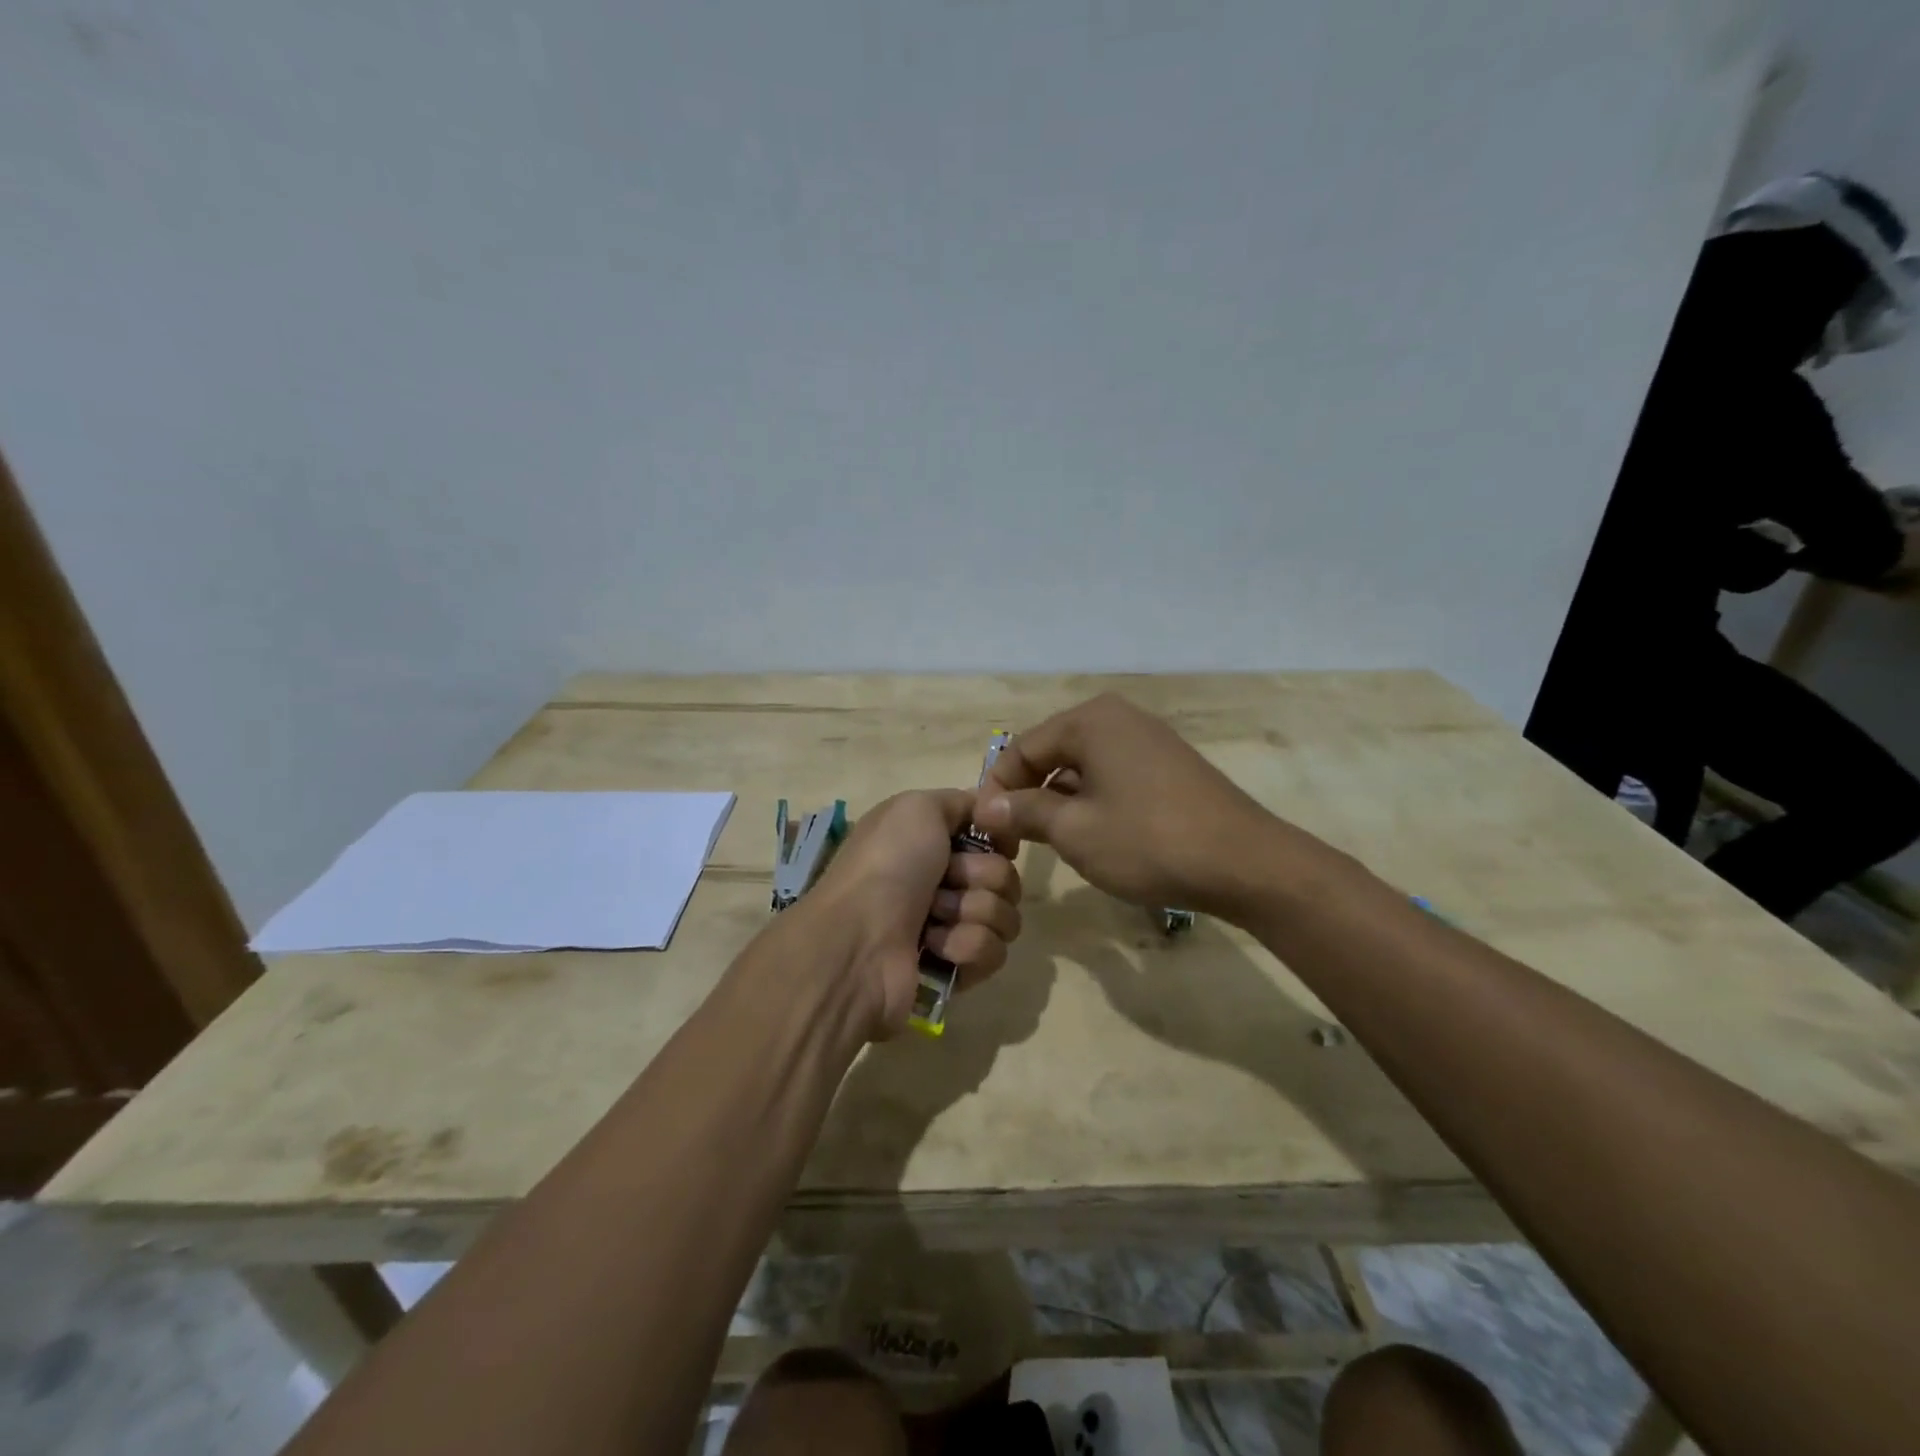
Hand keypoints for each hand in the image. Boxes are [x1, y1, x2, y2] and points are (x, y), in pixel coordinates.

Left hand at [807, 789, 1021, 1037]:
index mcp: (932, 842)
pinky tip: (934, 949)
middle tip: (944, 882)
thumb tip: (988, 813)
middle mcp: (943, 881)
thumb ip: (960, 802)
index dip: (997, 837)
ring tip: (934, 920)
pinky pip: (995, 951)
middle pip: (1005, 874)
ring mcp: (951, 926)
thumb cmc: (887, 865)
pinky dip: (966, 946)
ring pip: (1006, 914)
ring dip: (973, 912)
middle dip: (980, 876)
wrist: (859, 940)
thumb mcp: (917, 807)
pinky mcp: (958, 968)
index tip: (991, 840)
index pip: (993, 836)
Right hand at [974, 694, 1289, 921]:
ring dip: (1058, 801)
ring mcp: (1148, 740)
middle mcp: (1118, 718)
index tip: (983, 830)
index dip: (996, 789)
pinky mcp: (1168, 766)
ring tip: (1048, 842)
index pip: (1022, 749)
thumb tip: (986, 807)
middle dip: (1027, 795)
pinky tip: (1092, 836)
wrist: (1245, 864)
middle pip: (1052, 753)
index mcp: (1090, 721)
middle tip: (1011, 839)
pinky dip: (1091, 801)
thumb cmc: (1148, 841)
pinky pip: (1112, 776)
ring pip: (1082, 767)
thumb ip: (1024, 812)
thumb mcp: (1074, 830)